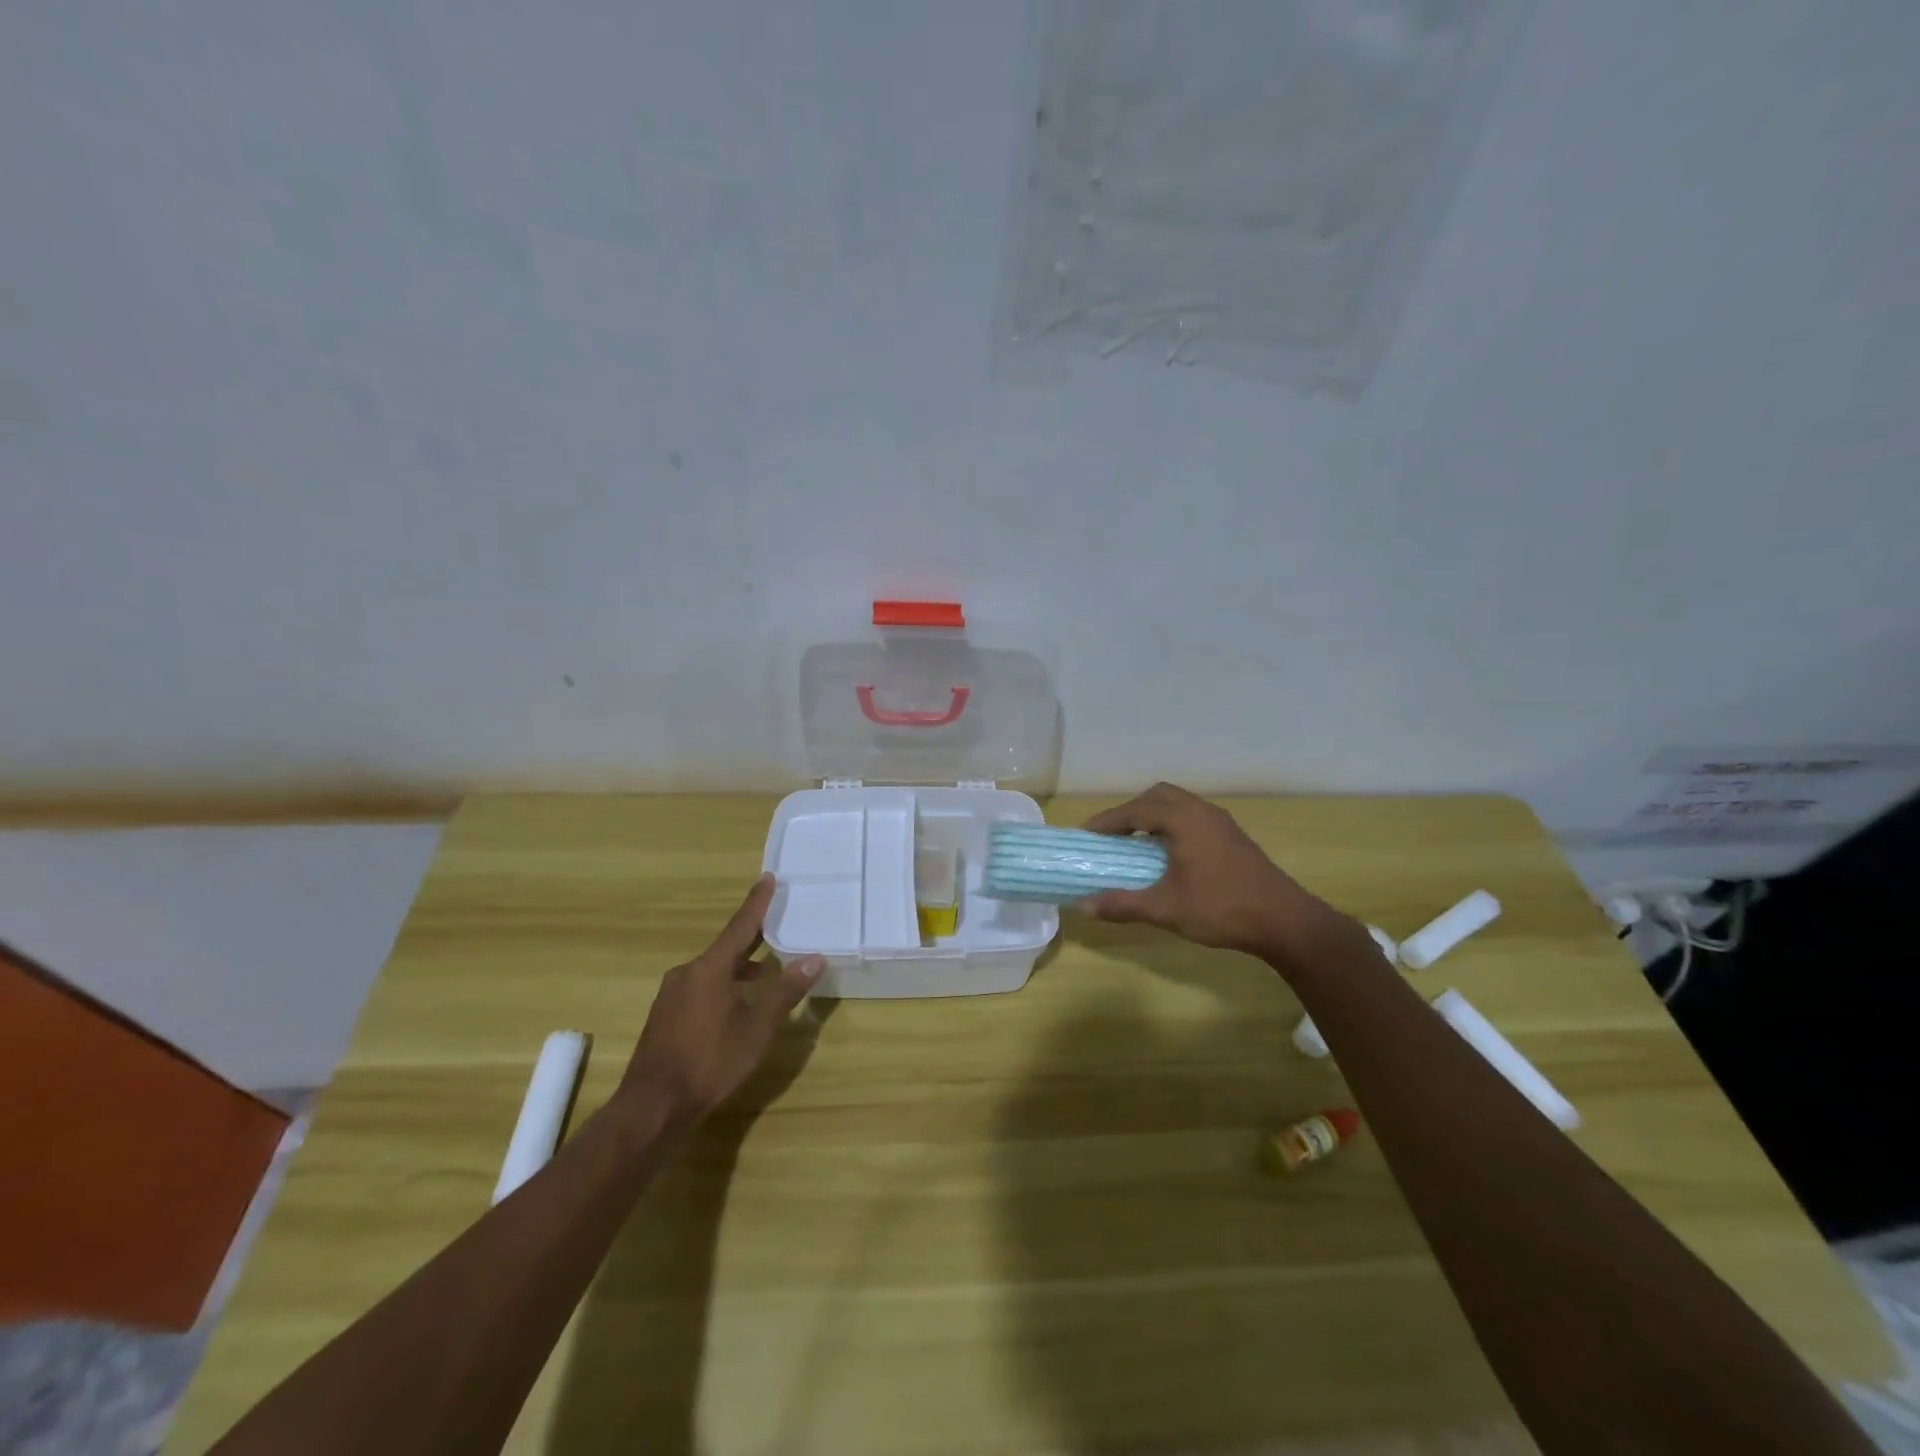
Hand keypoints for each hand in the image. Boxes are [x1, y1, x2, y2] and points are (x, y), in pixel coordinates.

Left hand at [617, 875, 823, 1127]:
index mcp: (710, 968)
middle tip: (779, 928)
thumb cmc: (711, 1062)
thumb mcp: (758, 1028)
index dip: (758, 903)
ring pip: (714, 971)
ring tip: (767, 976)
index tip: (768, 878)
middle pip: (727, 948)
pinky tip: (737, 1007)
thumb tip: (814, 958)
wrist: (653, 1107)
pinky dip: (724, 987)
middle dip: (754, 941)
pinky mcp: (665, 1017)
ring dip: (741, 970)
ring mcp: (672, 995)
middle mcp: (687, 973)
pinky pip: (701, 988)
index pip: (741, 926)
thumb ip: (786, 991)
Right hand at [1080, 783, 1354, 961]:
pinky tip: (1168, 853)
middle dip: (1131, 811)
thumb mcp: (1166, 909)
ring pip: (1179, 805)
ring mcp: (1221, 823)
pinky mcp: (1232, 837)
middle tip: (1112, 836)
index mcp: (1184, 820)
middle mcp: (1202, 812)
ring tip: (1135, 843)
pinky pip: (1193, 817)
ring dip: (1153, 817)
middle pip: (1158, 796)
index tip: (1086, 836)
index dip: (1107, 821)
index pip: (1135, 810)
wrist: (1284, 921)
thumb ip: (1123, 904)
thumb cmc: (1221, 908)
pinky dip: (1172, 825)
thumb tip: (1084, 906)